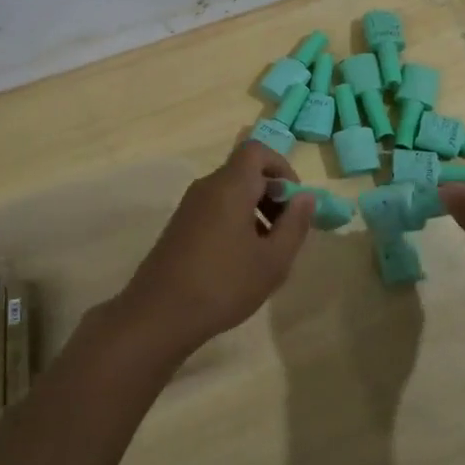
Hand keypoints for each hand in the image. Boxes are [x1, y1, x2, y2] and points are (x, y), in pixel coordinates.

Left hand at [103, 141, 315, 358]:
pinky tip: (241, 260)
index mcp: (230, 186)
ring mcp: (189, 207)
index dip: (282, 167)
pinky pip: (215, 209)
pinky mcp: (180, 226)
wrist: (159, 314)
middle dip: (272, 193)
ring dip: (255, 210)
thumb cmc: (224, 284)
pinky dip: (236, 221)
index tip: (295, 201)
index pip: (256, 151)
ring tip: (267, 251)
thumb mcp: (272, 261)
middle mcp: (207, 187)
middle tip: (286, 230)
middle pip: (245, 172)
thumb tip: (306, 197)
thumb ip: (294, 224)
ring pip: (230, 193)